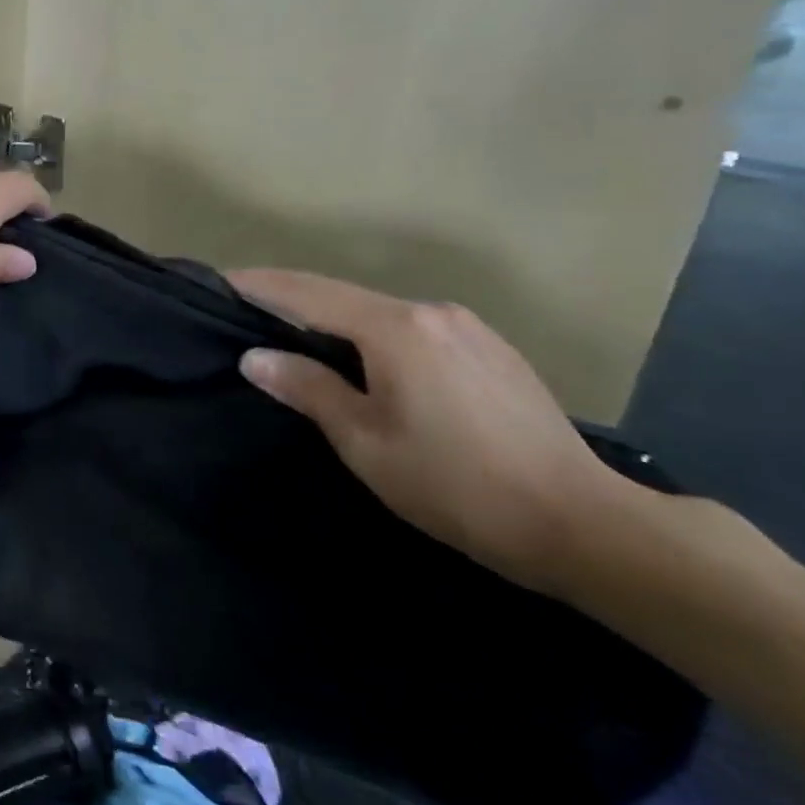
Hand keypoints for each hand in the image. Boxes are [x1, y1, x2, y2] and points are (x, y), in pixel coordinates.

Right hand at [229, 268, 625, 592]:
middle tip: (249, 310)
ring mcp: (469, 328)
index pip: (307, 293)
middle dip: (293, 300)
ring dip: (336, 320)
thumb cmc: (455, 485)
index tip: (220, 280)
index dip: (260, 285)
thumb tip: (256, 357)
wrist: (584, 524)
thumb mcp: (365, 441)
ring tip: (302, 339)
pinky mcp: (493, 351)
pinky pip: (414, 330)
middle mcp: (432, 312)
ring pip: (381, 313)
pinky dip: (376, 335)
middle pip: (344, 297)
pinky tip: (369, 363)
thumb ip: (308, 389)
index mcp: (395, 328)